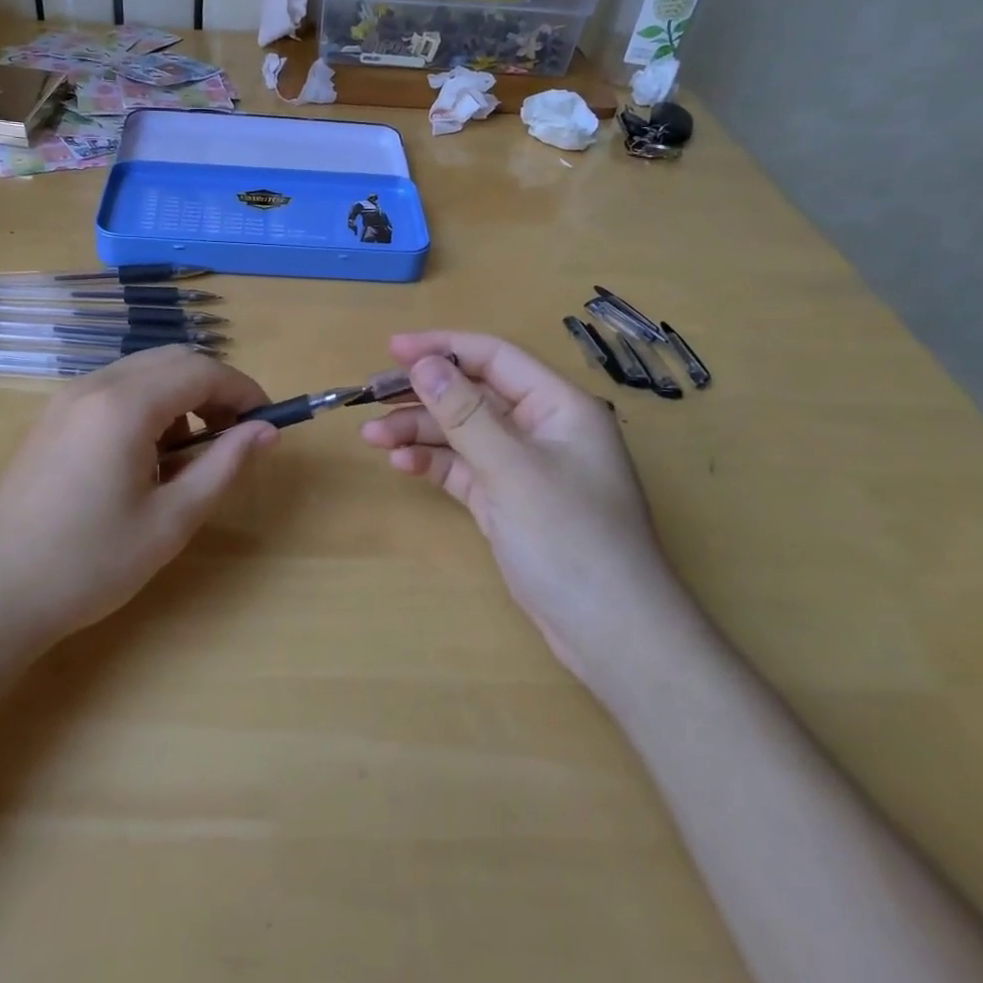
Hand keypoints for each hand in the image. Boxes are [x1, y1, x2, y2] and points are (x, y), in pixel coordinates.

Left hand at [0, 346, 275, 645]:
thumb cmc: (88, 564)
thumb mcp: (170, 521)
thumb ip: (224, 466)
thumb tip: (267, 431)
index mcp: (125, 405)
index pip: (202, 370)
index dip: (243, 390)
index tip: (267, 422)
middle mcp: (95, 385)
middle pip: (174, 359)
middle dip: (214, 388)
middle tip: (235, 436)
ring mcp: (68, 398)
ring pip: (144, 371)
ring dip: (181, 396)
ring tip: (191, 453)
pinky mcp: (53, 416)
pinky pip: (116, 389)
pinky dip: (148, 405)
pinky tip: (147, 456)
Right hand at [361, 331, 687, 687]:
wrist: (611, 635)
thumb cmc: (570, 539)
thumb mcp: (512, 469)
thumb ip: (464, 413)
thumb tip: (423, 364)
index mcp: (558, 407)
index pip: (494, 358)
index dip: (443, 347)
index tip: (392, 348)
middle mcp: (541, 429)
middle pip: (472, 395)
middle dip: (422, 395)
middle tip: (371, 397)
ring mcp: (523, 468)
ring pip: (463, 433)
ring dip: (419, 431)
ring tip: (373, 438)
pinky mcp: (507, 502)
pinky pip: (464, 468)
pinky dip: (434, 463)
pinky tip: (401, 464)